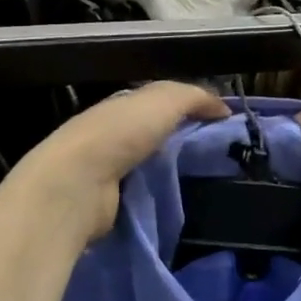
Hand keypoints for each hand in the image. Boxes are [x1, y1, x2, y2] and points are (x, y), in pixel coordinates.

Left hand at [14, 82, 228, 243]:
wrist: (77, 185)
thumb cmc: (120, 133)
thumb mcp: (164, 100)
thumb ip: (195, 97)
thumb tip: (224, 108)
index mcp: (124, 105)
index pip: (162, 103)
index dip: (191, 109)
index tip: (222, 125)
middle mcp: (114, 134)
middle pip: (157, 135)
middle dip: (184, 143)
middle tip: (222, 157)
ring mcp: (109, 170)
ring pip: (151, 166)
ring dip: (172, 172)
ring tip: (209, 182)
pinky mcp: (109, 203)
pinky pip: (143, 195)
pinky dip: (159, 197)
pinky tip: (182, 203)